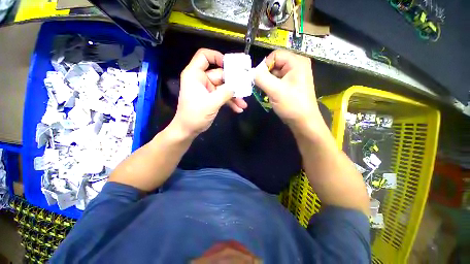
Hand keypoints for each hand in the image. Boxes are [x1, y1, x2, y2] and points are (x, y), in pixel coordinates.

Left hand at [171, 48, 246, 136]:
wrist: (188, 130)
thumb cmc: (195, 115)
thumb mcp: (211, 103)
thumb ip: (225, 92)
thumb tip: (238, 85)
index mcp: (195, 75)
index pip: (204, 56)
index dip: (217, 56)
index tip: (230, 65)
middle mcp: (202, 80)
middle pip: (220, 74)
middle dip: (233, 83)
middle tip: (245, 87)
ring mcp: (208, 90)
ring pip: (224, 87)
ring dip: (234, 95)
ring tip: (243, 103)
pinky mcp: (212, 98)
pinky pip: (223, 96)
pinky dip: (230, 102)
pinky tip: (239, 108)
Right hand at [254, 50, 323, 131]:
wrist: (303, 121)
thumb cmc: (292, 105)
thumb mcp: (275, 91)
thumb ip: (261, 78)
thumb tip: (252, 72)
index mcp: (297, 62)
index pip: (275, 55)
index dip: (265, 66)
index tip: (259, 79)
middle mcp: (297, 65)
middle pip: (275, 64)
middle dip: (266, 76)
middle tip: (262, 88)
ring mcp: (294, 75)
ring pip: (275, 73)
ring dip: (267, 82)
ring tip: (267, 93)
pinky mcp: (291, 84)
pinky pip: (277, 80)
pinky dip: (271, 86)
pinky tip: (271, 95)